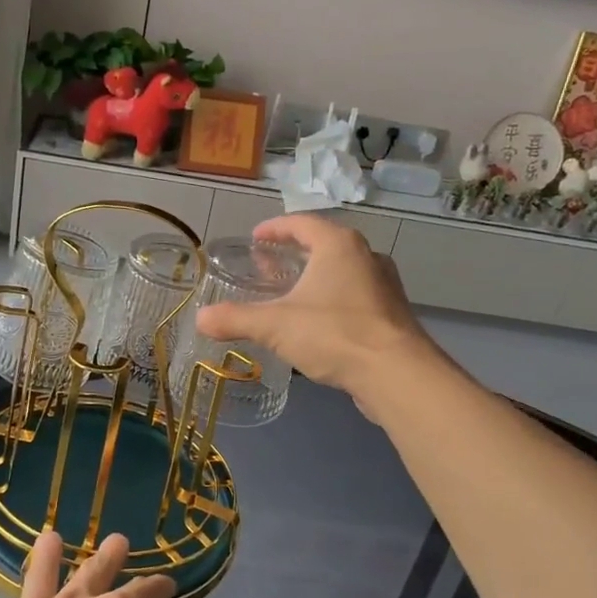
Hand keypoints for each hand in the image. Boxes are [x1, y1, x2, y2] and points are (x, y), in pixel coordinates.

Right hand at [195, 213, 438, 404]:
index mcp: (338, 246)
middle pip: (324, 245)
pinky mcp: (391, 313)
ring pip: (342, 271)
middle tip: (267, 267)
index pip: (302, 223)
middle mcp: (365, 256)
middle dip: (294, 254)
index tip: (255, 238)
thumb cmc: (334, 334)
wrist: (396, 374)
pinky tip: (317, 323)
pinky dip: (332, 300)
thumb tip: (200, 318)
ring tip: (290, 294)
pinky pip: (354, 296)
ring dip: (315, 278)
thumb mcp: (275, 326)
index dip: (275, 228)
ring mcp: (383, 285)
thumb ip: (235, 319)